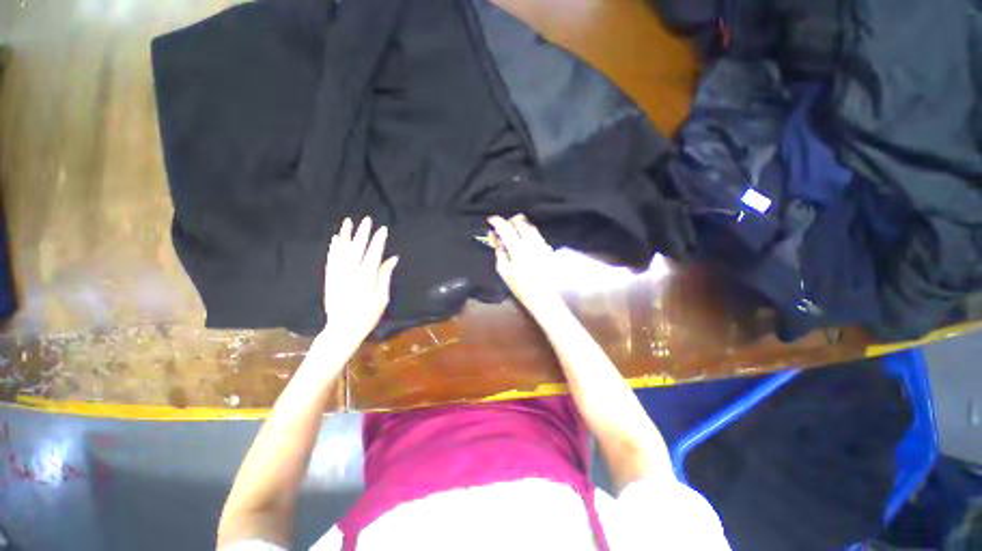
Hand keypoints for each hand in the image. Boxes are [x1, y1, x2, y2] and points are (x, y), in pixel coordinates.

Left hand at [320, 217, 398, 348]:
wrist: (342, 329)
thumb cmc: (367, 315)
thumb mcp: (381, 298)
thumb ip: (385, 276)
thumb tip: (392, 259)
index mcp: (366, 276)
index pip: (373, 253)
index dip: (378, 240)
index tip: (382, 229)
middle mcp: (350, 271)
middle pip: (356, 247)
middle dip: (362, 232)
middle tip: (366, 219)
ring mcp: (337, 274)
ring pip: (341, 250)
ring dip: (345, 235)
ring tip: (348, 222)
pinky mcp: (329, 278)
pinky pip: (331, 259)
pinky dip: (334, 248)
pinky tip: (335, 240)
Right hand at [488, 214, 564, 317]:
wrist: (544, 297)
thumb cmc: (520, 287)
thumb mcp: (504, 270)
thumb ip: (499, 251)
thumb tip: (494, 237)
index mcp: (518, 249)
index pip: (506, 227)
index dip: (496, 221)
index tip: (490, 221)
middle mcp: (532, 242)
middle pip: (520, 220)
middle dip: (509, 221)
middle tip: (502, 229)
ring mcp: (542, 243)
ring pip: (530, 225)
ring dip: (519, 225)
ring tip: (512, 233)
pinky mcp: (548, 247)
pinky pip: (536, 233)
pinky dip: (528, 232)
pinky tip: (524, 241)